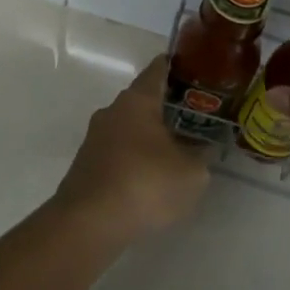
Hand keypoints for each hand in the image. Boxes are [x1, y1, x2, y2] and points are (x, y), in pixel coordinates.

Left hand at [52, 56, 208, 245]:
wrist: (88, 223)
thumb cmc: (145, 184)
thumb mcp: (191, 174)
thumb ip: (201, 157)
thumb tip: (203, 149)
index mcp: (137, 101)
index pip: (158, 70)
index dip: (177, 67)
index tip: (195, 70)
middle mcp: (112, 111)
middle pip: (143, 100)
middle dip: (167, 107)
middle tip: (195, 117)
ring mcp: (95, 138)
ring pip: (129, 127)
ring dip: (149, 136)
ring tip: (176, 150)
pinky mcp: (86, 165)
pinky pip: (118, 152)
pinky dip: (135, 158)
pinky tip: (150, 177)